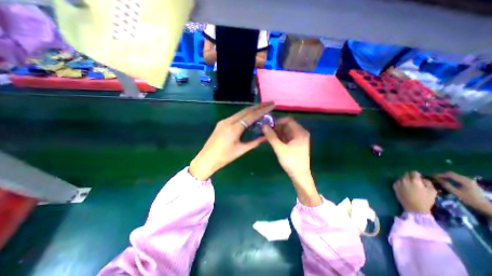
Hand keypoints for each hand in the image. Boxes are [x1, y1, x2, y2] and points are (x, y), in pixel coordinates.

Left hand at [189, 102, 274, 180]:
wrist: (206, 159)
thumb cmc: (224, 157)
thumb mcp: (241, 150)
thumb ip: (255, 142)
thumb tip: (266, 137)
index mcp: (234, 128)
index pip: (251, 116)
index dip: (263, 110)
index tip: (272, 105)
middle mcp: (229, 121)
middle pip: (246, 110)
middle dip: (258, 106)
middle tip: (269, 103)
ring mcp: (224, 121)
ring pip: (240, 112)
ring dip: (251, 109)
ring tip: (262, 107)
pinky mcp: (221, 123)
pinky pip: (235, 116)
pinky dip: (244, 114)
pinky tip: (250, 116)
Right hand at [261, 118, 319, 205]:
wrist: (299, 175)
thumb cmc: (291, 161)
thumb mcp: (280, 148)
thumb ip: (271, 136)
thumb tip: (263, 126)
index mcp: (300, 132)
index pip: (288, 120)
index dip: (277, 121)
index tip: (268, 125)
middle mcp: (300, 133)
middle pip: (286, 126)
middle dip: (275, 127)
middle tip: (264, 130)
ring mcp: (298, 139)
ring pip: (285, 132)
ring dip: (276, 133)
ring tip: (266, 135)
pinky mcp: (295, 144)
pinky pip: (286, 137)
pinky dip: (279, 138)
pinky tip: (271, 140)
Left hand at [395, 172, 435, 212]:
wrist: (414, 208)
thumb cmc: (425, 200)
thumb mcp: (432, 191)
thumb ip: (428, 183)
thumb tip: (423, 179)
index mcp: (414, 180)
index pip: (414, 172)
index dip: (417, 175)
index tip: (419, 178)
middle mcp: (404, 180)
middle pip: (406, 174)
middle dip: (411, 176)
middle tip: (415, 181)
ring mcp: (398, 183)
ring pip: (401, 177)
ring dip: (405, 179)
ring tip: (410, 185)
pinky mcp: (394, 186)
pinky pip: (397, 181)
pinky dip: (401, 183)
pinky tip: (404, 187)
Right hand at [434, 171, 491, 214]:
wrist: (484, 205)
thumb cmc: (469, 199)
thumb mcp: (455, 192)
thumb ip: (446, 185)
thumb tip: (436, 179)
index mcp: (464, 180)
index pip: (449, 174)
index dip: (439, 174)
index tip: (432, 176)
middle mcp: (467, 179)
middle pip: (452, 174)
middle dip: (442, 175)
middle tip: (434, 177)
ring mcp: (469, 181)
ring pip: (454, 176)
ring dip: (446, 176)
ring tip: (439, 179)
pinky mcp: (469, 183)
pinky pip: (457, 178)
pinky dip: (450, 178)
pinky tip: (447, 181)